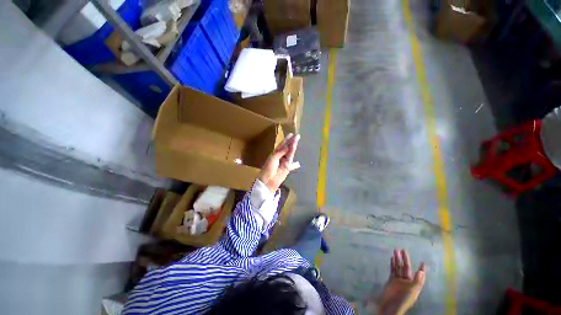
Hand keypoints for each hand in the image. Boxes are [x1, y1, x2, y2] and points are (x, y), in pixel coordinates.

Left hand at [258, 133, 300, 192]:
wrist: (268, 181)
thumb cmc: (268, 169)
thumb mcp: (273, 158)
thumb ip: (281, 152)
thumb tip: (288, 146)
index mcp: (275, 153)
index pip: (282, 145)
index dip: (286, 140)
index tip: (291, 134)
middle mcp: (280, 157)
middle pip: (287, 148)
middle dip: (292, 142)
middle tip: (297, 136)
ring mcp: (284, 162)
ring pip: (290, 154)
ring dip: (293, 148)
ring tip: (297, 142)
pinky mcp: (287, 168)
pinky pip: (292, 164)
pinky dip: (295, 165)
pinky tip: (298, 163)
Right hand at [376, 249, 425, 314]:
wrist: (390, 305)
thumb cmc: (403, 299)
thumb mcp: (412, 291)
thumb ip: (417, 281)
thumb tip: (421, 271)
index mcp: (414, 285)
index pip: (419, 275)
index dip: (421, 269)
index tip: (422, 262)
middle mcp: (407, 282)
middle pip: (406, 268)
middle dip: (405, 259)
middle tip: (403, 250)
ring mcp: (399, 280)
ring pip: (398, 267)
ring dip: (398, 259)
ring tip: (396, 251)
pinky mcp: (391, 280)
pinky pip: (393, 270)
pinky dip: (392, 264)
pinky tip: (392, 258)